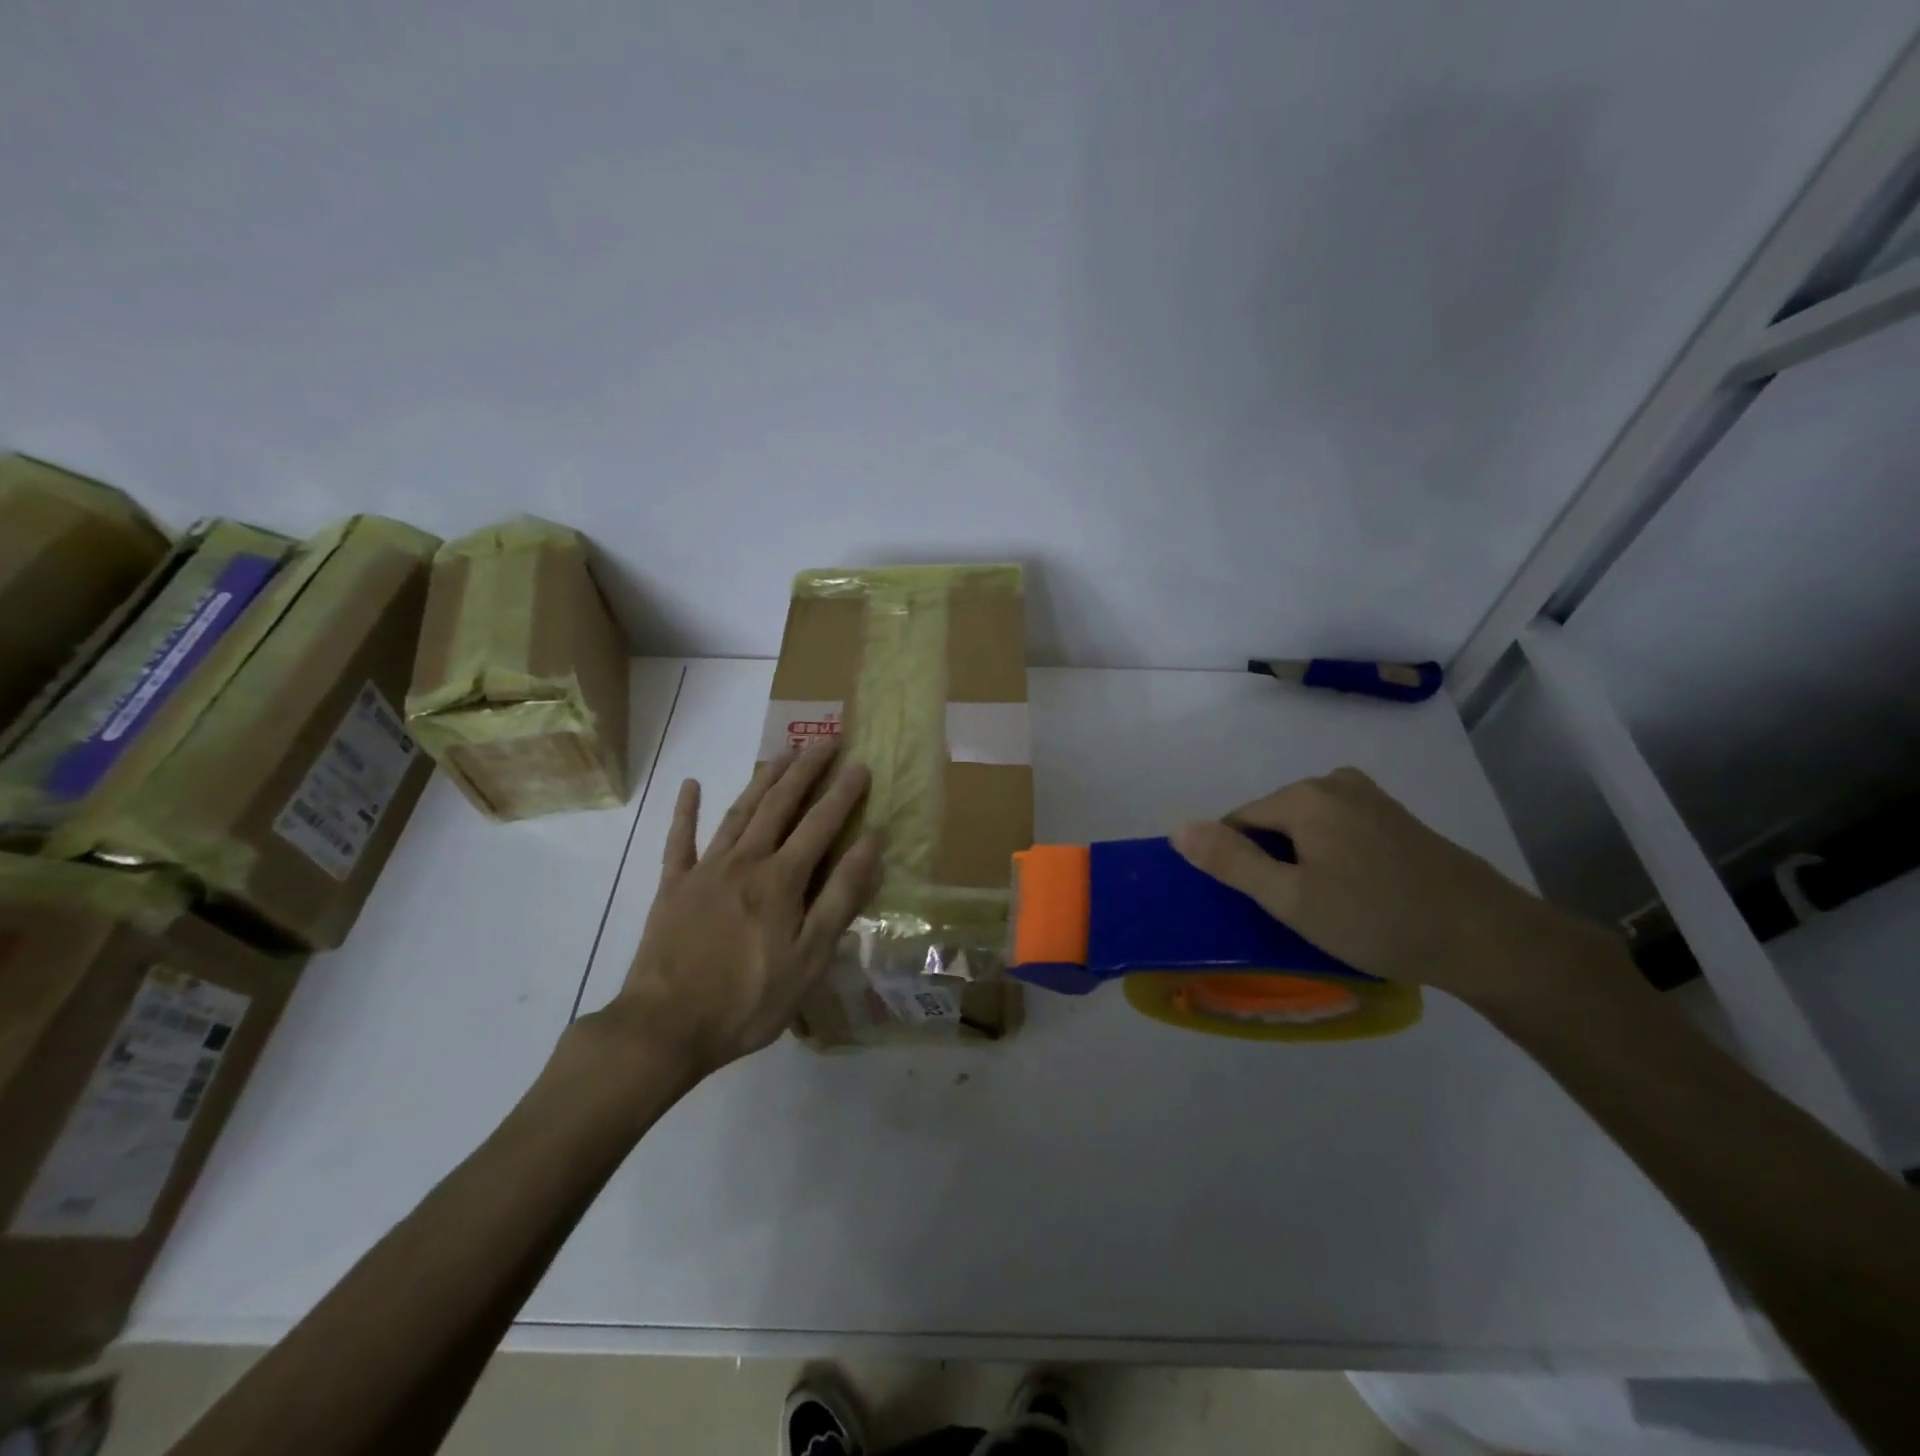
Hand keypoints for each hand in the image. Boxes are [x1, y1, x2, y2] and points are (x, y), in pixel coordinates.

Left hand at [581, 740, 882, 1078]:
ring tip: (782, 753)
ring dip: (762, 780)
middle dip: (804, 771)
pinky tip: (691, 786)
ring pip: (738, 813)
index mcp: (781, 880)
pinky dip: (685, 811)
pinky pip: (679, 841)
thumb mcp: (809, 959)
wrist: (664, 1027)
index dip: (843, 794)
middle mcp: (744, 861)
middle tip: (824, 742)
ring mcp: (704, 870)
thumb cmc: (747, 1000)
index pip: (820, 824)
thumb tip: (871, 846)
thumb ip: (840, 898)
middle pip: (779, 805)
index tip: (861, 765)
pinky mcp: (672, 887)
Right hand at [1171, 767, 1630, 1008]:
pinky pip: (1341, 832)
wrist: (1487, 938)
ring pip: (1308, 829)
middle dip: (1273, 862)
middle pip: (1274, 821)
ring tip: (1327, 908)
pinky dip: (1334, 858)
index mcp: (1303, 796)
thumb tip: (1178, 827)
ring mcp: (1371, 798)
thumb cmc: (1376, 918)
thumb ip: (1230, 861)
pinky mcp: (1397, 819)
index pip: (1238, 821)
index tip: (1260, 905)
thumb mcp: (1289, 898)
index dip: (1239, 864)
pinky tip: (1358, 895)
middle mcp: (1334, 783)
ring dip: (1304, 863)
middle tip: (1297, 912)